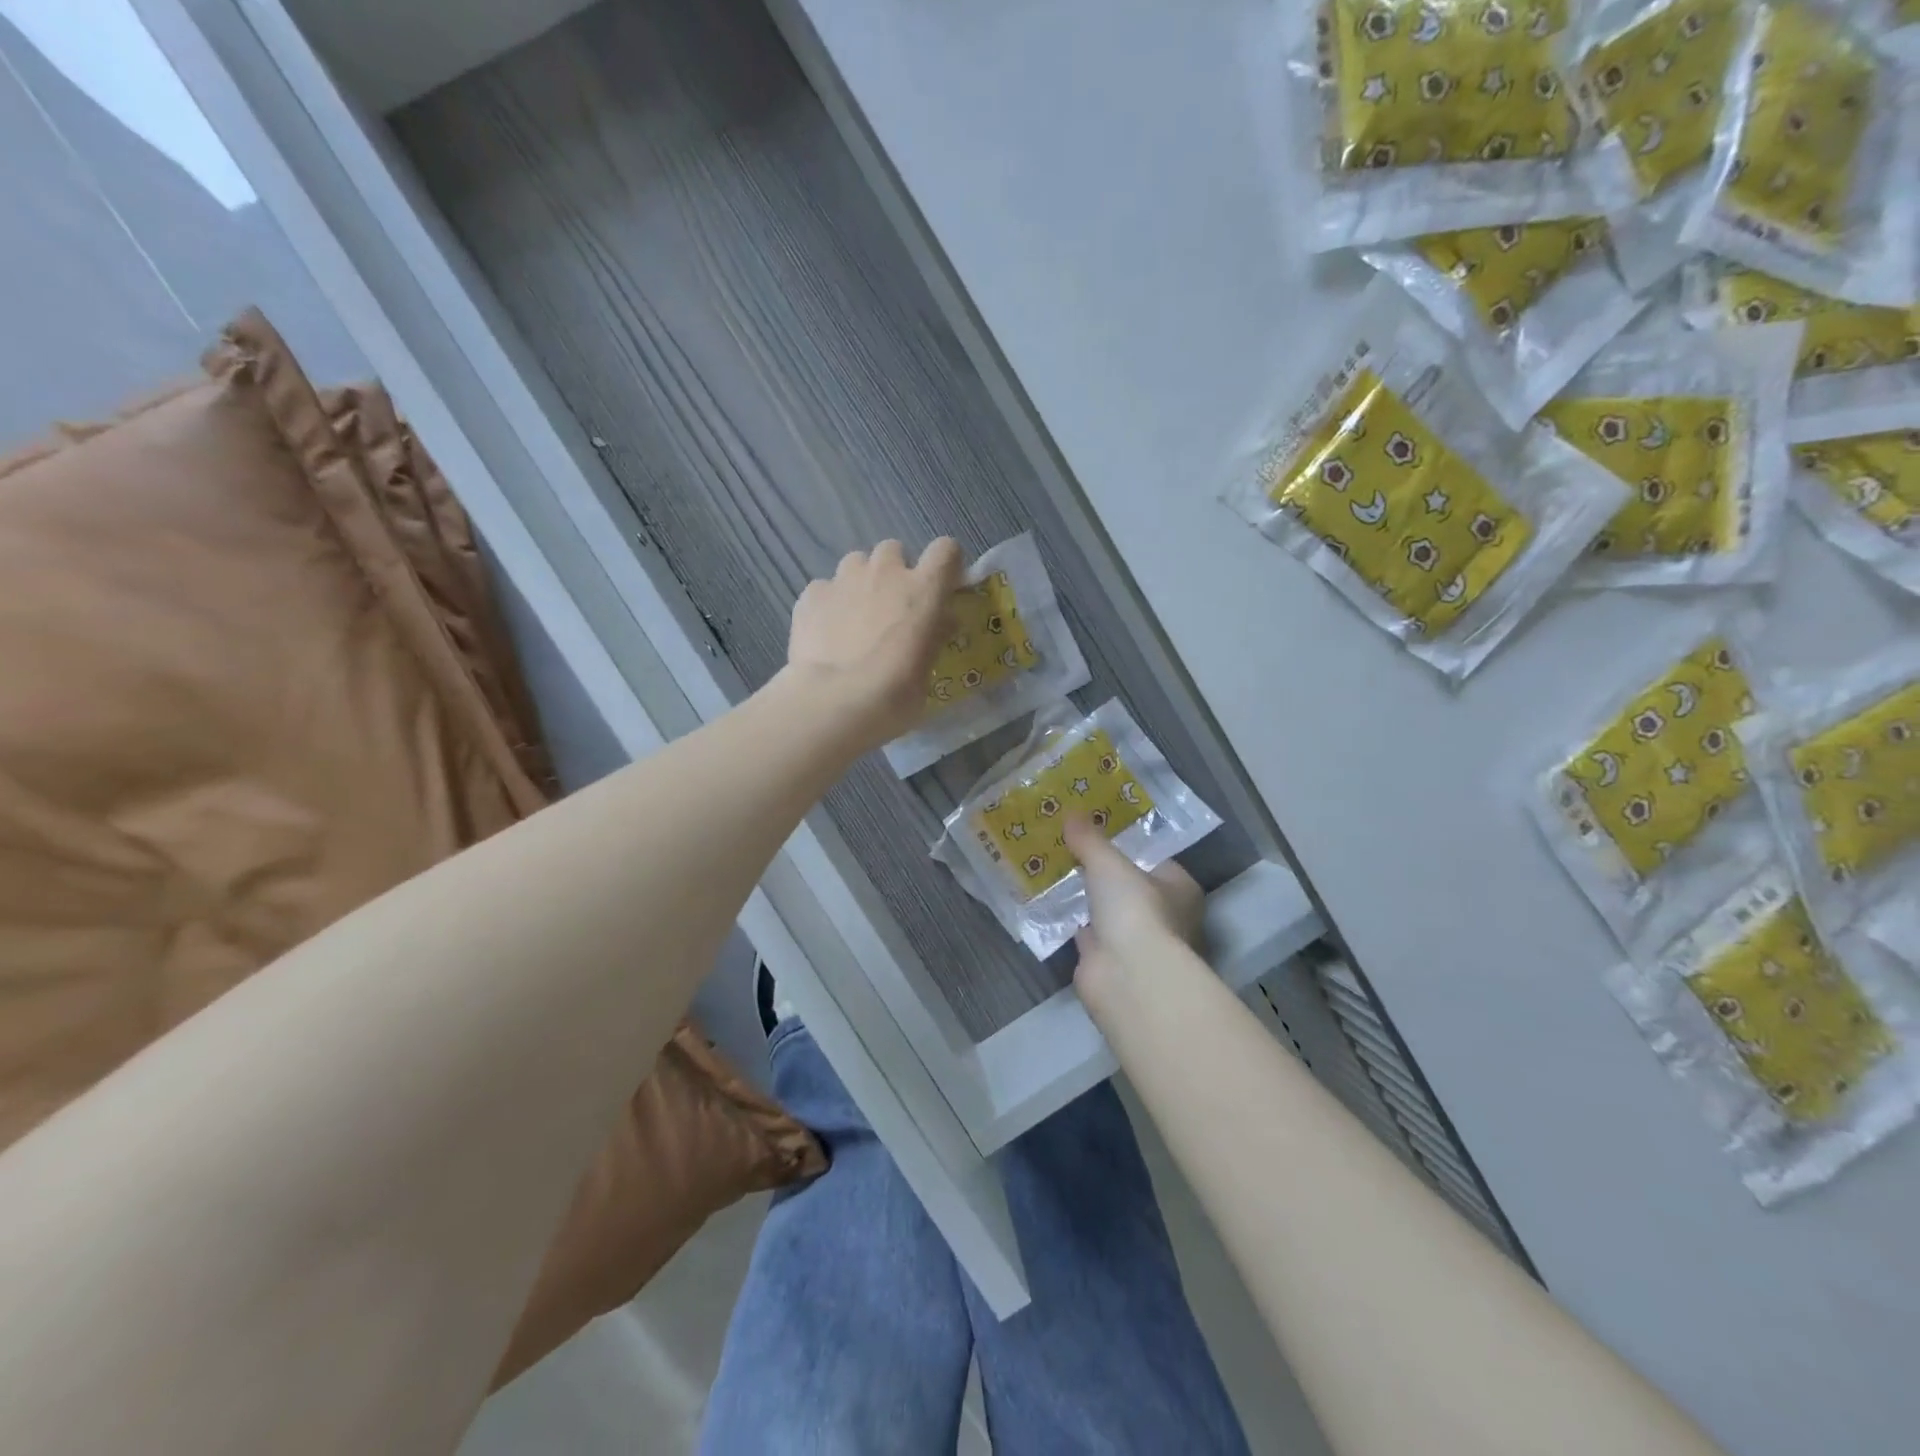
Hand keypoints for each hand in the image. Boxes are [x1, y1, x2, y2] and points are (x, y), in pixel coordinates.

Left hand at [784, 539, 961, 752]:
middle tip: (891, 608)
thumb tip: (941, 622)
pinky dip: (828, 604)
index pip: (946, 550)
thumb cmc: (894, 695)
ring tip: (854, 618)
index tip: (941, 587)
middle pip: (893, 550)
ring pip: (856, 563)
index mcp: (924, 589)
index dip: (944, 565)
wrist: (834, 703)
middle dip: (894, 572)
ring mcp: (844, 579)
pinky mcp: (811, 594)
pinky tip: (825, 633)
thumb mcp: (927, 672)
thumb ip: (934, 637)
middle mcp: (885, 572)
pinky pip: (824, 589)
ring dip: (860, 582)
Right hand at [1065, 814, 1204, 995]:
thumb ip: (1090, 839)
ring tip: (1055, 872)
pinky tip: (1051, 906)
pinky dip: (1073, 923)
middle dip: (1102, 874)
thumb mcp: (1108, 863)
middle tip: (1069, 849)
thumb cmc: (1135, 909)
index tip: (1095, 833)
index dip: (1126, 847)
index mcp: (1179, 888)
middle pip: (1130, 887)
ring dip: (1087, 900)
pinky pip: (1089, 935)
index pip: (1154, 860)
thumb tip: (1070, 813)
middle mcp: (1166, 916)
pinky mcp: (1111, 963)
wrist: (1128, 975)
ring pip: (1109, 913)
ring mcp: (1138, 944)